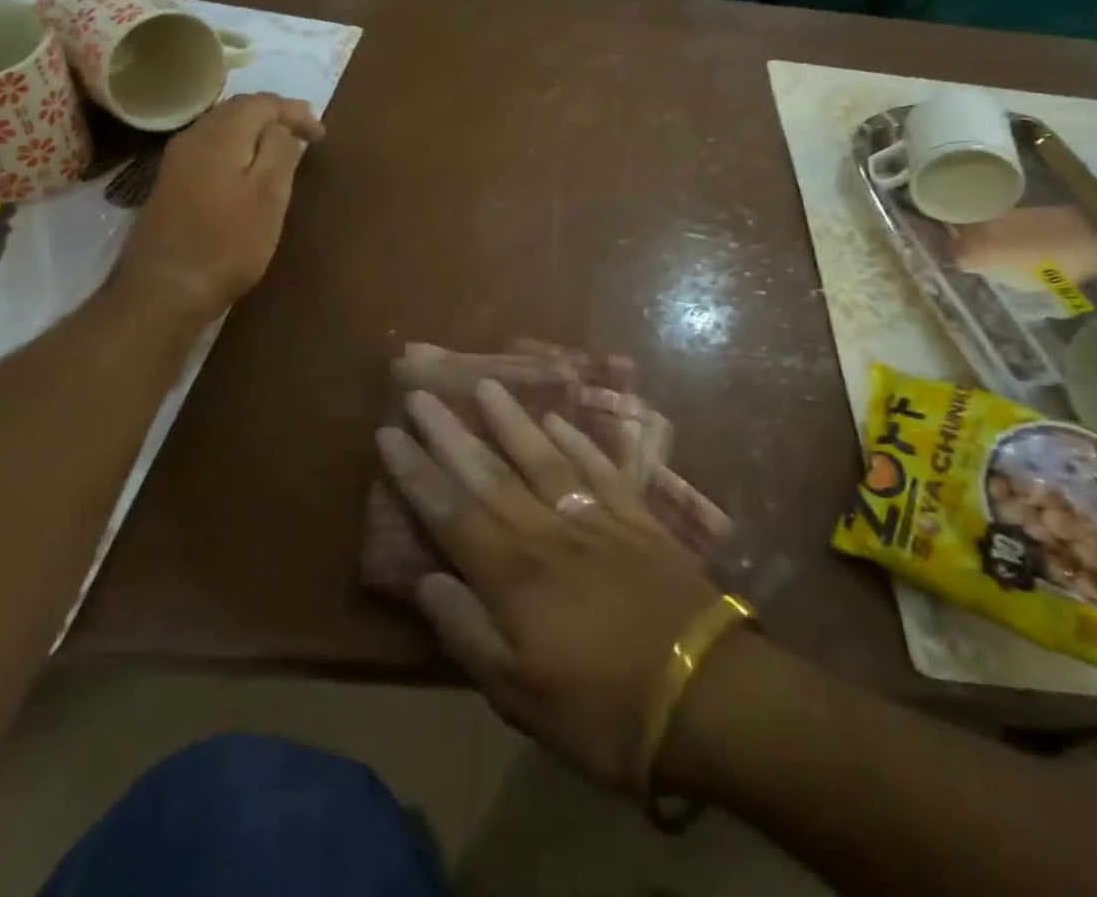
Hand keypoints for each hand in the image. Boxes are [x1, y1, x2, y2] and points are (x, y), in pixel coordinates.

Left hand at [115, 93, 323, 319]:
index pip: (261, 102)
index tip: (321, 136)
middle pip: (238, 110)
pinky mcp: (171, 184)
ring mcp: (177, 161)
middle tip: (306, 132)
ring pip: (222, 128)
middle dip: (275, 115)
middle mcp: (193, 138)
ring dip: (255, 131)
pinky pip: (211, 149)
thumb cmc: (228, 242)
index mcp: (220, 135)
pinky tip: (249, 168)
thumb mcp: (269, 195)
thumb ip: (280, 151)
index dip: (294, 112)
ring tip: (283, 147)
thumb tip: (283, 127)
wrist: (165, 288)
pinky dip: (238, 148)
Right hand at [375, 381, 718, 790]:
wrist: (707, 693)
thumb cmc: (603, 711)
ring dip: (511, 420)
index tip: (389, 433)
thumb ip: (468, 633)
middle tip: (422, 393)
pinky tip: (560, 421)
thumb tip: (425, 580)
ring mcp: (596, 518)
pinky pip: (600, 468)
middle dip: (450, 434)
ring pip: (543, 457)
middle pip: (490, 473)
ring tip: (486, 385)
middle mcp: (548, 532)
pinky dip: (577, 441)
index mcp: (514, 575)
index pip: (451, 512)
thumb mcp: (520, 698)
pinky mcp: (637, 519)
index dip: (416, 472)